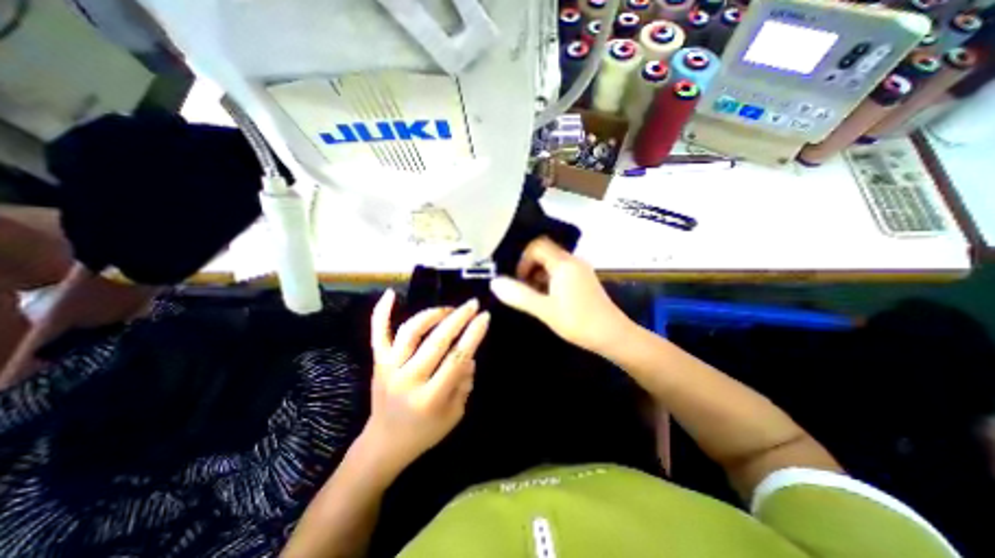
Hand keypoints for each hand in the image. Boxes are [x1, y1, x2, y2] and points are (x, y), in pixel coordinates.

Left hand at [365, 290, 490, 472]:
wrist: (384, 443)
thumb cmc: (425, 432)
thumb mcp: (455, 414)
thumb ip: (464, 382)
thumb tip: (469, 354)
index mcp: (430, 398)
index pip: (457, 358)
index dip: (473, 334)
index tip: (485, 316)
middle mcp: (408, 380)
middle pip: (437, 341)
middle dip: (459, 318)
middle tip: (473, 304)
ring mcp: (389, 368)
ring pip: (411, 331)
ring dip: (433, 314)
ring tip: (448, 309)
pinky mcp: (377, 363)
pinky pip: (378, 334)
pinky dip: (382, 312)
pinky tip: (391, 293)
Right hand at [490, 236, 626, 351]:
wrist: (613, 336)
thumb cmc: (578, 321)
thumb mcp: (544, 310)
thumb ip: (519, 295)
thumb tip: (494, 282)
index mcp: (563, 263)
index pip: (537, 246)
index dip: (523, 260)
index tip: (518, 280)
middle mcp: (573, 261)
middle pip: (545, 253)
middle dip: (530, 269)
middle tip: (524, 289)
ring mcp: (581, 271)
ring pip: (553, 264)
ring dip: (539, 276)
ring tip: (534, 297)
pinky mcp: (585, 281)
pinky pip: (562, 273)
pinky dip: (550, 281)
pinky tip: (548, 300)